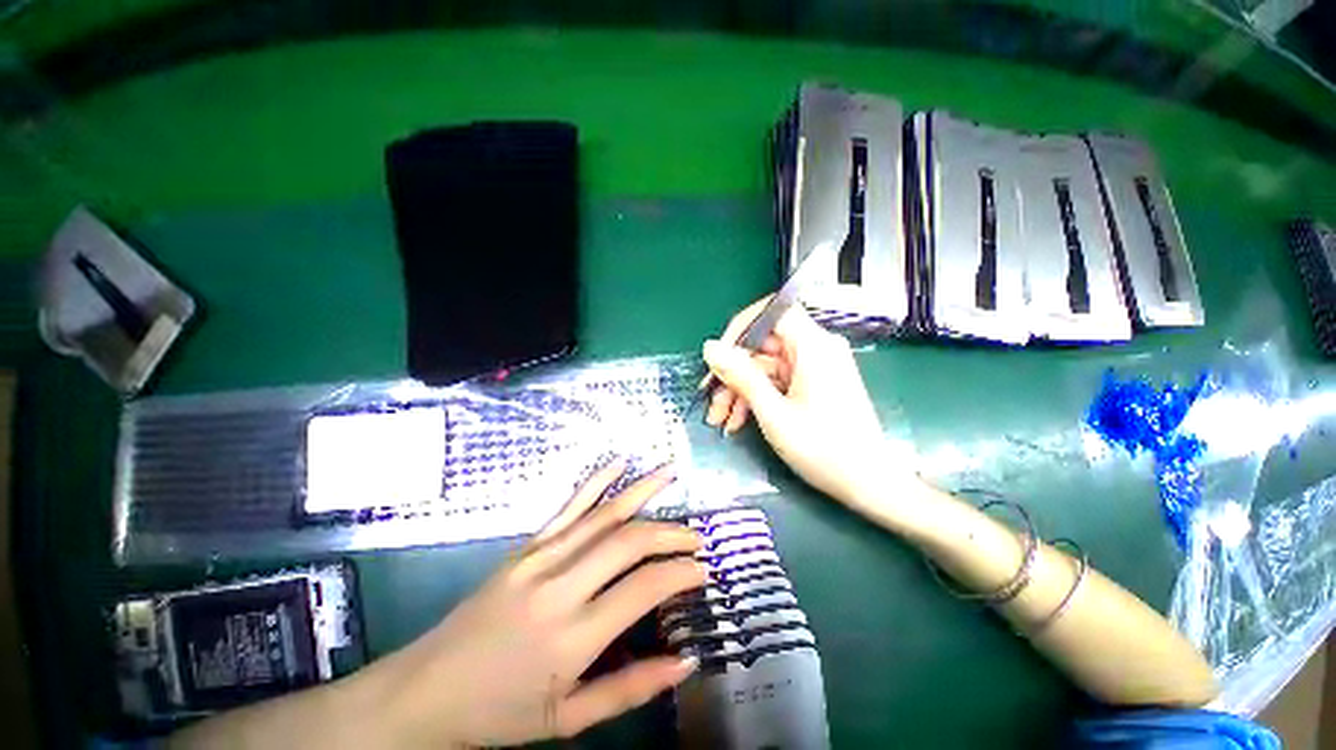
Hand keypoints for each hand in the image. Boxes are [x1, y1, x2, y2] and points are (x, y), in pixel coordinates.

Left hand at [365, 460, 704, 746]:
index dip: (680, 572)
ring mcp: (540, 558)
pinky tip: (619, 463)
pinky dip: (597, 482)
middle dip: (670, 533)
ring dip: (642, 490)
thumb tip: (685, 661)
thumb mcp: (569, 720)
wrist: (427, 691)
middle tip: (696, 537)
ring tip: (671, 473)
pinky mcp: (526, 546)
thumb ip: (631, 689)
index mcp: (572, 636)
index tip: (702, 569)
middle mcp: (559, 586)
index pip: (644, 586)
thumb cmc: (500, 713)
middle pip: (628, 542)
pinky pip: (568, 506)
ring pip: (603, 514)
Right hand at [703, 299, 908, 506]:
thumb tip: (710, 348)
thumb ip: (740, 376)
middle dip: (733, 374)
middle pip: (762, 346)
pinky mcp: (813, 384)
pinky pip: (777, 382)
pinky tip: (738, 421)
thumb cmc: (823, 449)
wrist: (869, 484)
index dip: (740, 329)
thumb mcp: (773, 412)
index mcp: (813, 345)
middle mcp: (816, 349)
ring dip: (740, 391)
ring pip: (765, 367)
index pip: (771, 312)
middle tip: (711, 402)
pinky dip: (757, 398)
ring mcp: (815, 367)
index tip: (718, 357)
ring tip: (720, 420)